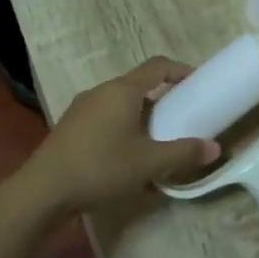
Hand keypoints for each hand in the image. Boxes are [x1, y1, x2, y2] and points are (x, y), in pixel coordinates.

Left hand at [22, 58, 217, 213]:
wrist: (44, 190)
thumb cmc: (101, 168)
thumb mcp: (149, 163)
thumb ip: (183, 153)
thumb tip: (214, 148)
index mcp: (122, 91)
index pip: (157, 66)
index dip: (180, 70)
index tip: (197, 83)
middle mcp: (101, 91)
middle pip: (138, 85)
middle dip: (162, 98)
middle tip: (181, 118)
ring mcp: (81, 108)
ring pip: (119, 103)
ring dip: (141, 116)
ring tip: (156, 140)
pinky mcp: (70, 127)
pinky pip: (104, 118)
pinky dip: (122, 127)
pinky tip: (126, 156)